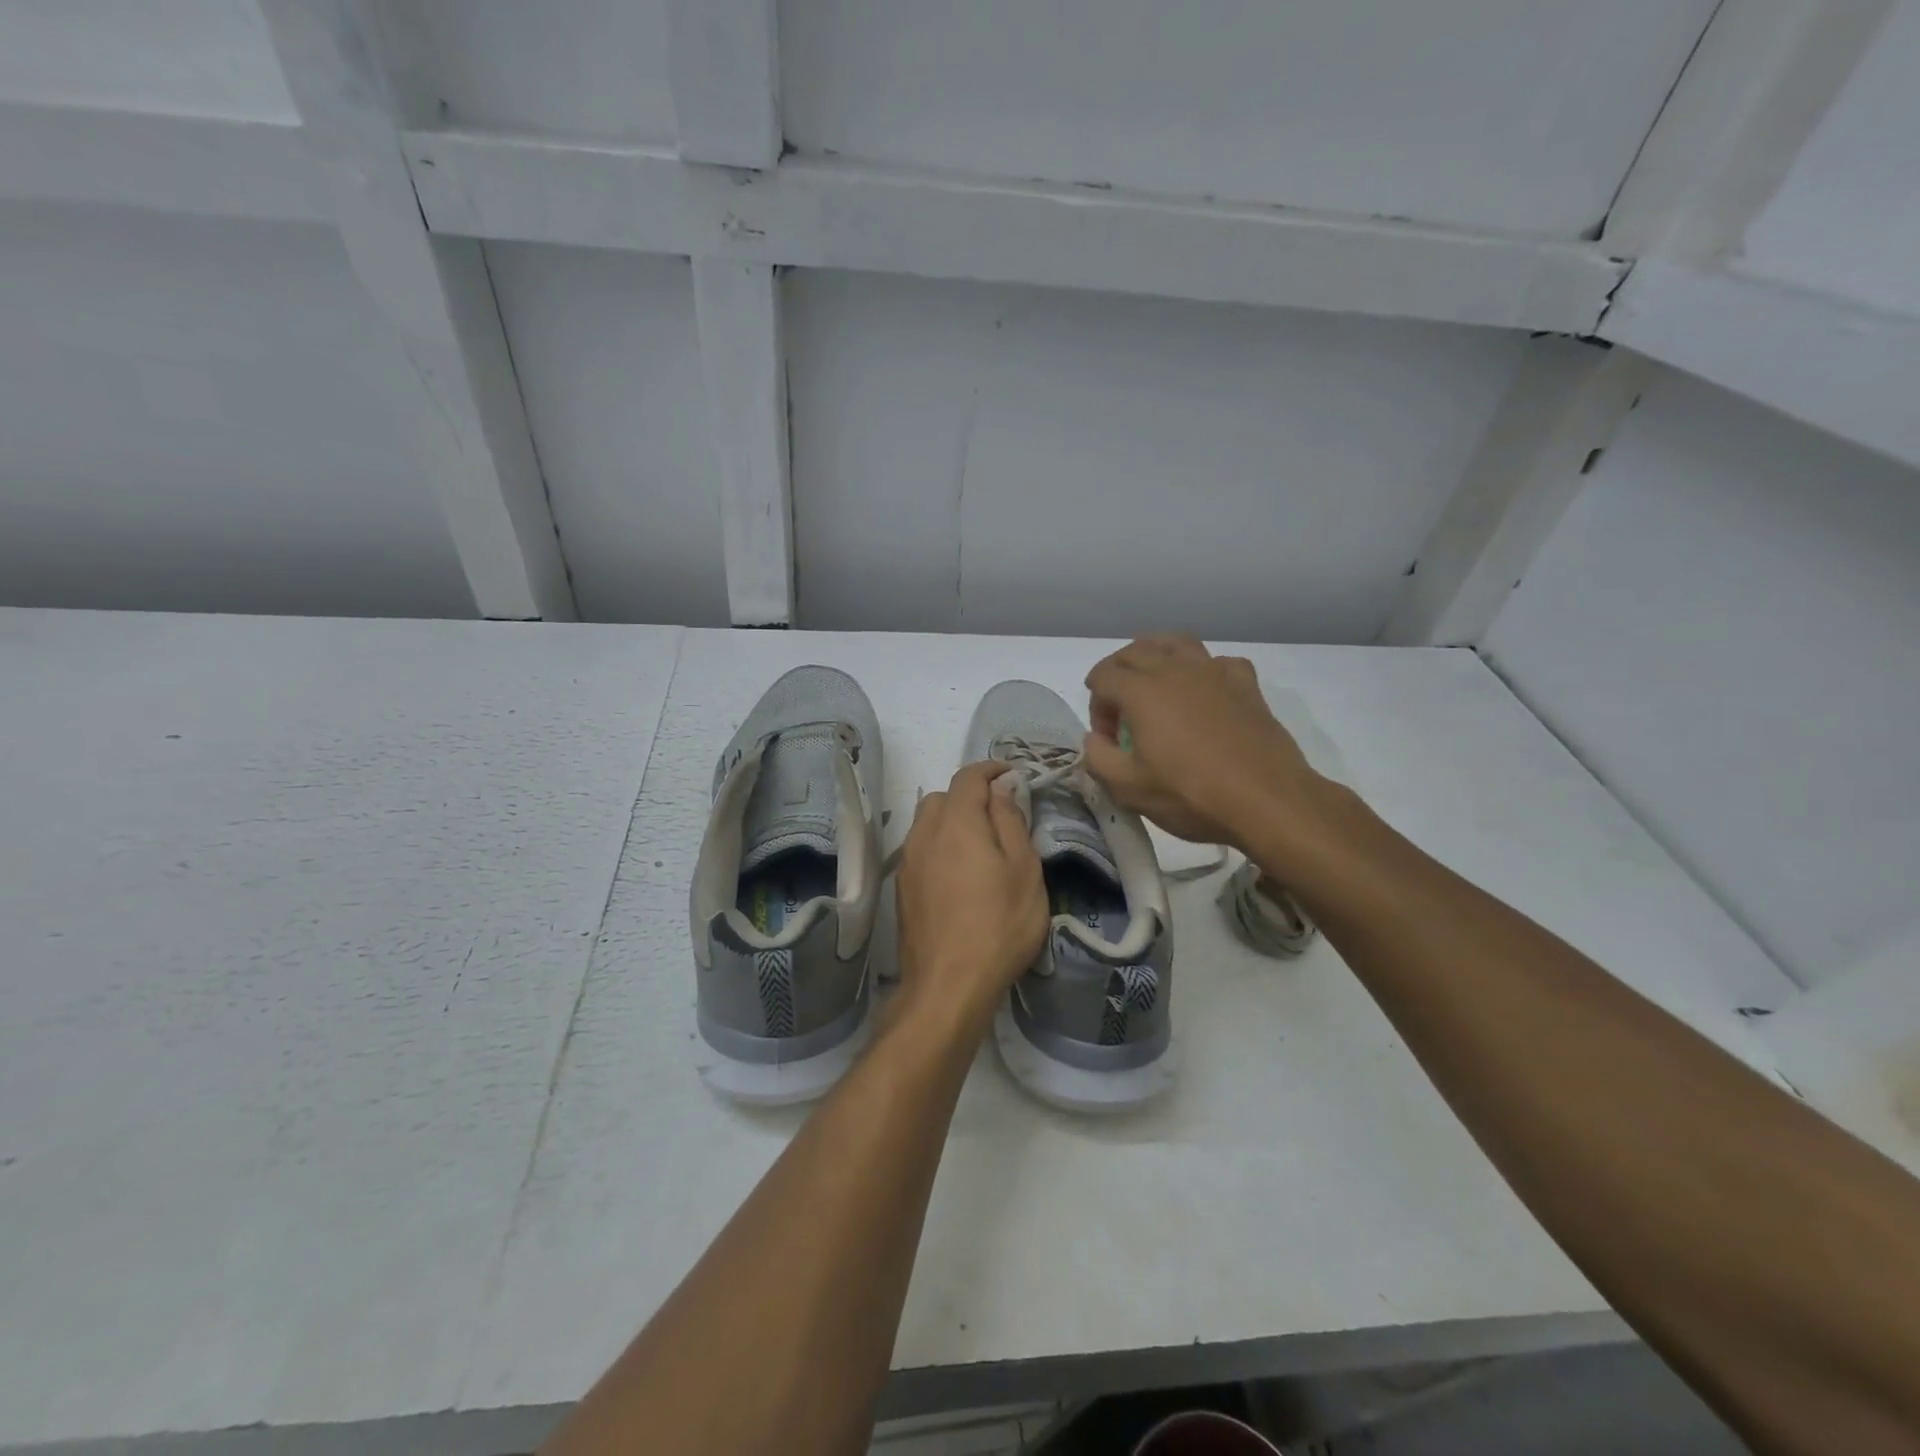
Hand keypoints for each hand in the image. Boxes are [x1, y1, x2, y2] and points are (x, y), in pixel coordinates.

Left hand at [893, 761, 1048, 1029]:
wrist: (948, 986)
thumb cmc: (998, 924)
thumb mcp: (1024, 869)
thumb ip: (1010, 821)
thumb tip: (1000, 789)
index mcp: (956, 822)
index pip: (968, 777)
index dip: (991, 770)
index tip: (1012, 776)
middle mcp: (924, 834)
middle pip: (942, 797)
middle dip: (970, 797)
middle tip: (1000, 816)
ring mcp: (908, 862)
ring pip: (927, 823)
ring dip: (952, 822)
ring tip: (980, 847)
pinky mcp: (902, 889)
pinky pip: (921, 850)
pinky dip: (940, 847)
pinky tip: (959, 875)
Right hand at [1083, 634, 1329, 851]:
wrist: (1267, 800)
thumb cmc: (1191, 794)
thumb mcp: (1128, 788)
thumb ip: (1098, 759)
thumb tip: (1095, 740)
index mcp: (1142, 691)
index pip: (1103, 677)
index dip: (1096, 706)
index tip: (1107, 740)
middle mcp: (1175, 669)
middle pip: (1135, 651)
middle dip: (1118, 674)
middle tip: (1121, 712)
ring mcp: (1214, 672)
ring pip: (1176, 643)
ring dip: (1156, 656)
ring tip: (1155, 685)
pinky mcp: (1245, 684)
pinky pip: (1217, 661)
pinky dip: (1203, 671)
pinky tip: (1204, 694)